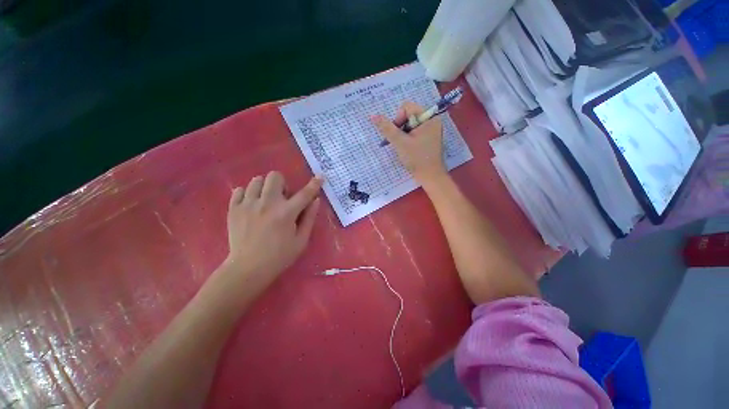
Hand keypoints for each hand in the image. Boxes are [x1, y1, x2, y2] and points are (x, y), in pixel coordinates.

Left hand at [222, 172, 322, 288]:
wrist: (248, 269)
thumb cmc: (279, 256)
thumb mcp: (301, 240)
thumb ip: (310, 218)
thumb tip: (316, 200)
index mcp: (286, 213)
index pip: (305, 193)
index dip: (314, 184)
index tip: (320, 177)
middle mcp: (267, 204)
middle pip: (275, 176)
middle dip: (283, 184)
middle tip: (283, 198)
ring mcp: (248, 205)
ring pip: (256, 180)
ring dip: (265, 187)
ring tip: (266, 201)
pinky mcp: (233, 209)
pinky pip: (239, 190)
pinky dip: (247, 194)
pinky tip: (252, 205)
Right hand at [372, 101, 446, 184]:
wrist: (430, 177)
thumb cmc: (417, 159)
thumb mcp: (400, 142)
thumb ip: (387, 128)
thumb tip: (373, 116)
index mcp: (429, 117)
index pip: (407, 107)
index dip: (397, 119)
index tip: (397, 135)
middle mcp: (432, 120)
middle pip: (408, 115)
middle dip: (400, 128)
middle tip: (399, 142)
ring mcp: (431, 130)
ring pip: (410, 125)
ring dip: (402, 135)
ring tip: (404, 147)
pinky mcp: (428, 138)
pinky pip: (414, 132)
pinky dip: (407, 139)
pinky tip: (408, 149)